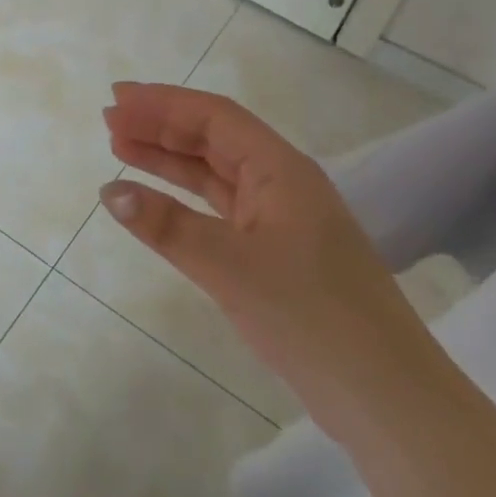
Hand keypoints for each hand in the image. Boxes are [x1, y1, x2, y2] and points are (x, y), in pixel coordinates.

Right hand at [98, 81, 433, 423]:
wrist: (386, 398)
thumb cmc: (311, 318)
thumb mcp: (230, 267)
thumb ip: (167, 225)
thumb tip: (110, 190)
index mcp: (281, 169)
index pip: (215, 117)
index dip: (164, 103)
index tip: (117, 98)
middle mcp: (282, 184)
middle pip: (214, 139)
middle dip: (162, 126)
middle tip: (110, 120)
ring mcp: (281, 220)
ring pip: (216, 174)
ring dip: (170, 160)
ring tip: (120, 148)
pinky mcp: (277, 254)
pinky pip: (221, 211)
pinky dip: (185, 201)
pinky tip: (156, 203)